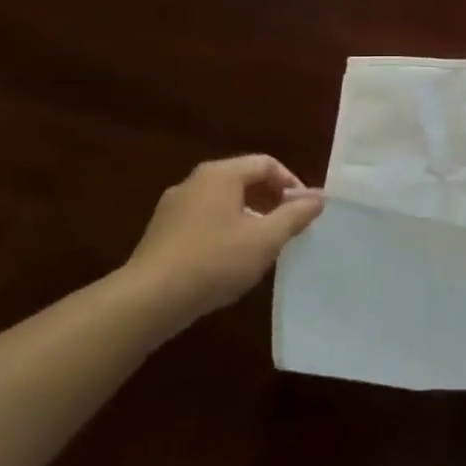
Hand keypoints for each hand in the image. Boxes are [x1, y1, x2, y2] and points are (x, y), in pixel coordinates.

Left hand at [122, 155, 323, 324]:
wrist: (147, 301)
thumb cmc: (214, 261)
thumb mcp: (266, 239)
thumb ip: (295, 215)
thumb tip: (318, 198)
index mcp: (220, 175)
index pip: (266, 164)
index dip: (291, 183)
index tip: (305, 210)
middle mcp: (194, 182)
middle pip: (243, 180)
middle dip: (271, 200)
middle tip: (289, 225)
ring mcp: (173, 207)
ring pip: (223, 201)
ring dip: (249, 216)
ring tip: (264, 244)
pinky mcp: (162, 232)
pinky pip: (204, 219)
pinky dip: (225, 229)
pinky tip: (231, 258)